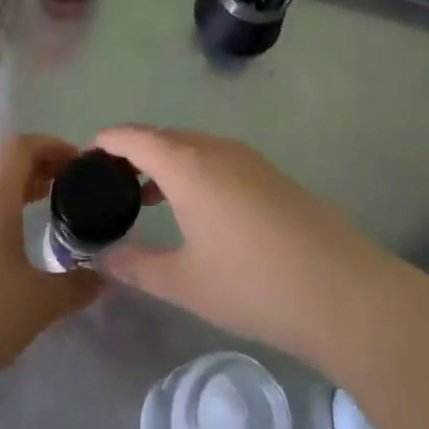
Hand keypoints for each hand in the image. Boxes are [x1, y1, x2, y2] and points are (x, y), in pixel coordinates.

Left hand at [0, 134, 100, 391]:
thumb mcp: (39, 304)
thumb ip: (76, 288)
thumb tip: (101, 280)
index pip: (21, 147)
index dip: (51, 145)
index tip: (76, 163)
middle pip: (3, 169)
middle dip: (37, 173)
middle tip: (65, 192)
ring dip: (13, 199)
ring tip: (37, 221)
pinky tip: (2, 258)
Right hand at [93, 126, 403, 367]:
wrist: (343, 292)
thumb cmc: (253, 284)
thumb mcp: (185, 282)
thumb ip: (137, 266)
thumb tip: (104, 259)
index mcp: (188, 165)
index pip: (135, 137)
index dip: (106, 141)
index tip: (85, 157)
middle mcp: (217, 150)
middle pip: (165, 137)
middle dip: (134, 153)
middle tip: (111, 184)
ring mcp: (250, 159)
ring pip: (194, 147)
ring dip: (167, 163)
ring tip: (147, 198)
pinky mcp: (272, 175)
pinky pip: (219, 159)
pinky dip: (195, 171)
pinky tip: (197, 209)